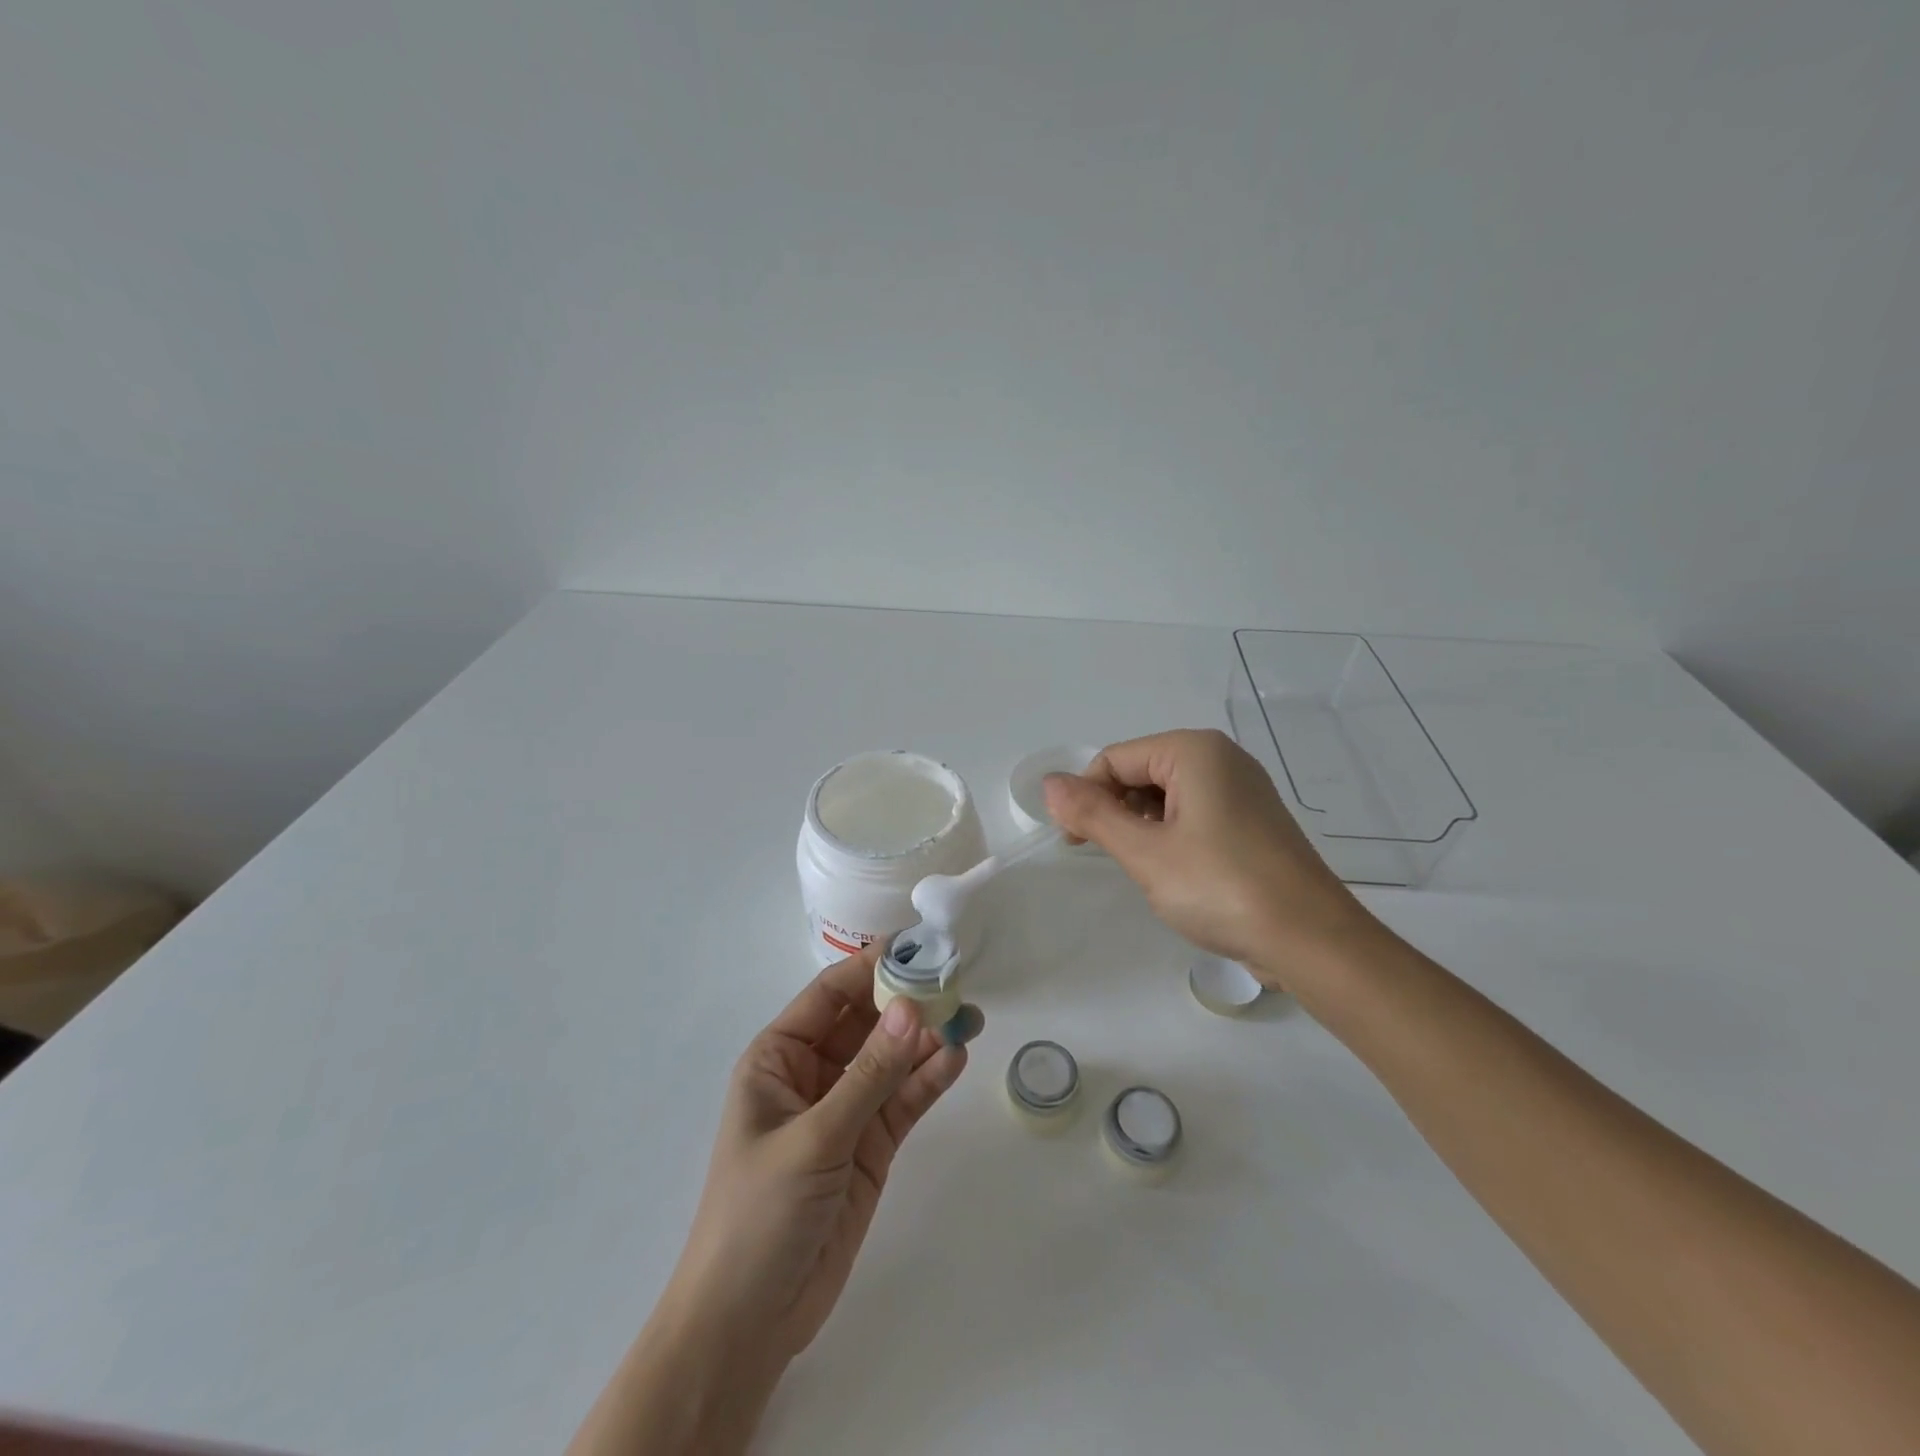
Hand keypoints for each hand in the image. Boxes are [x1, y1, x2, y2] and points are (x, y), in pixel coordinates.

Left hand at [670, 944, 974, 1365]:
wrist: (748, 1324)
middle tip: (954, 982)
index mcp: (779, 1058)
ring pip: (891, 1060)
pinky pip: (903, 1100)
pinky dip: (928, 1081)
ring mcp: (845, 1110)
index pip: (830, 994)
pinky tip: (956, 1059)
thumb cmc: (759, 1213)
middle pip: (867, 1022)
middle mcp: (813, 1074)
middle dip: (907, 1002)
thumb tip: (912, 1009)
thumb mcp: (814, 1137)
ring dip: (926, 1040)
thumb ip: (868, 1074)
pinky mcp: (871, 1146)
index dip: (870, 967)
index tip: (916, 946)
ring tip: (968, 1017)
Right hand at [1043, 728, 1378, 981]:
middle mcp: (1221, 758)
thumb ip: (1092, 815)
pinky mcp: (1253, 821)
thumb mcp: (1145, 852)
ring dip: (1142, 827)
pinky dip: (1172, 836)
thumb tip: (1049, 784)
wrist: (1311, 940)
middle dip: (1116, 811)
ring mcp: (1242, 789)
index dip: (1086, 798)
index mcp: (1194, 751)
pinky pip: (1194, 813)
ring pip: (1166, 796)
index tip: (1075, 844)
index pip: (1114, 759)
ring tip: (1149, 870)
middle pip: (1140, 772)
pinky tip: (1177, 873)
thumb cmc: (1221, 888)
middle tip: (1114, 859)